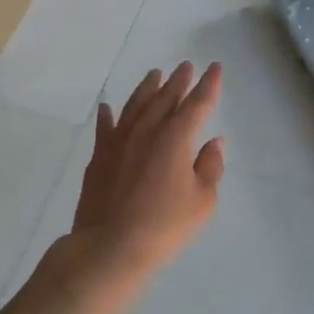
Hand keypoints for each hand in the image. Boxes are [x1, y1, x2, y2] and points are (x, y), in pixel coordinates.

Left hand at [66, 62, 225, 282]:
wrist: (110, 247)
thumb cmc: (164, 226)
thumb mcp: (202, 202)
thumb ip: (210, 168)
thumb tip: (213, 143)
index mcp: (176, 138)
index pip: (197, 104)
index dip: (208, 85)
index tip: (214, 68)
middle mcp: (147, 131)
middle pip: (164, 98)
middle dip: (178, 81)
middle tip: (185, 66)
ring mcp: (119, 142)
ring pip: (135, 106)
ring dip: (146, 89)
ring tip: (154, 75)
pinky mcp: (98, 158)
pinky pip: (105, 129)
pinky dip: (107, 116)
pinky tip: (107, 107)